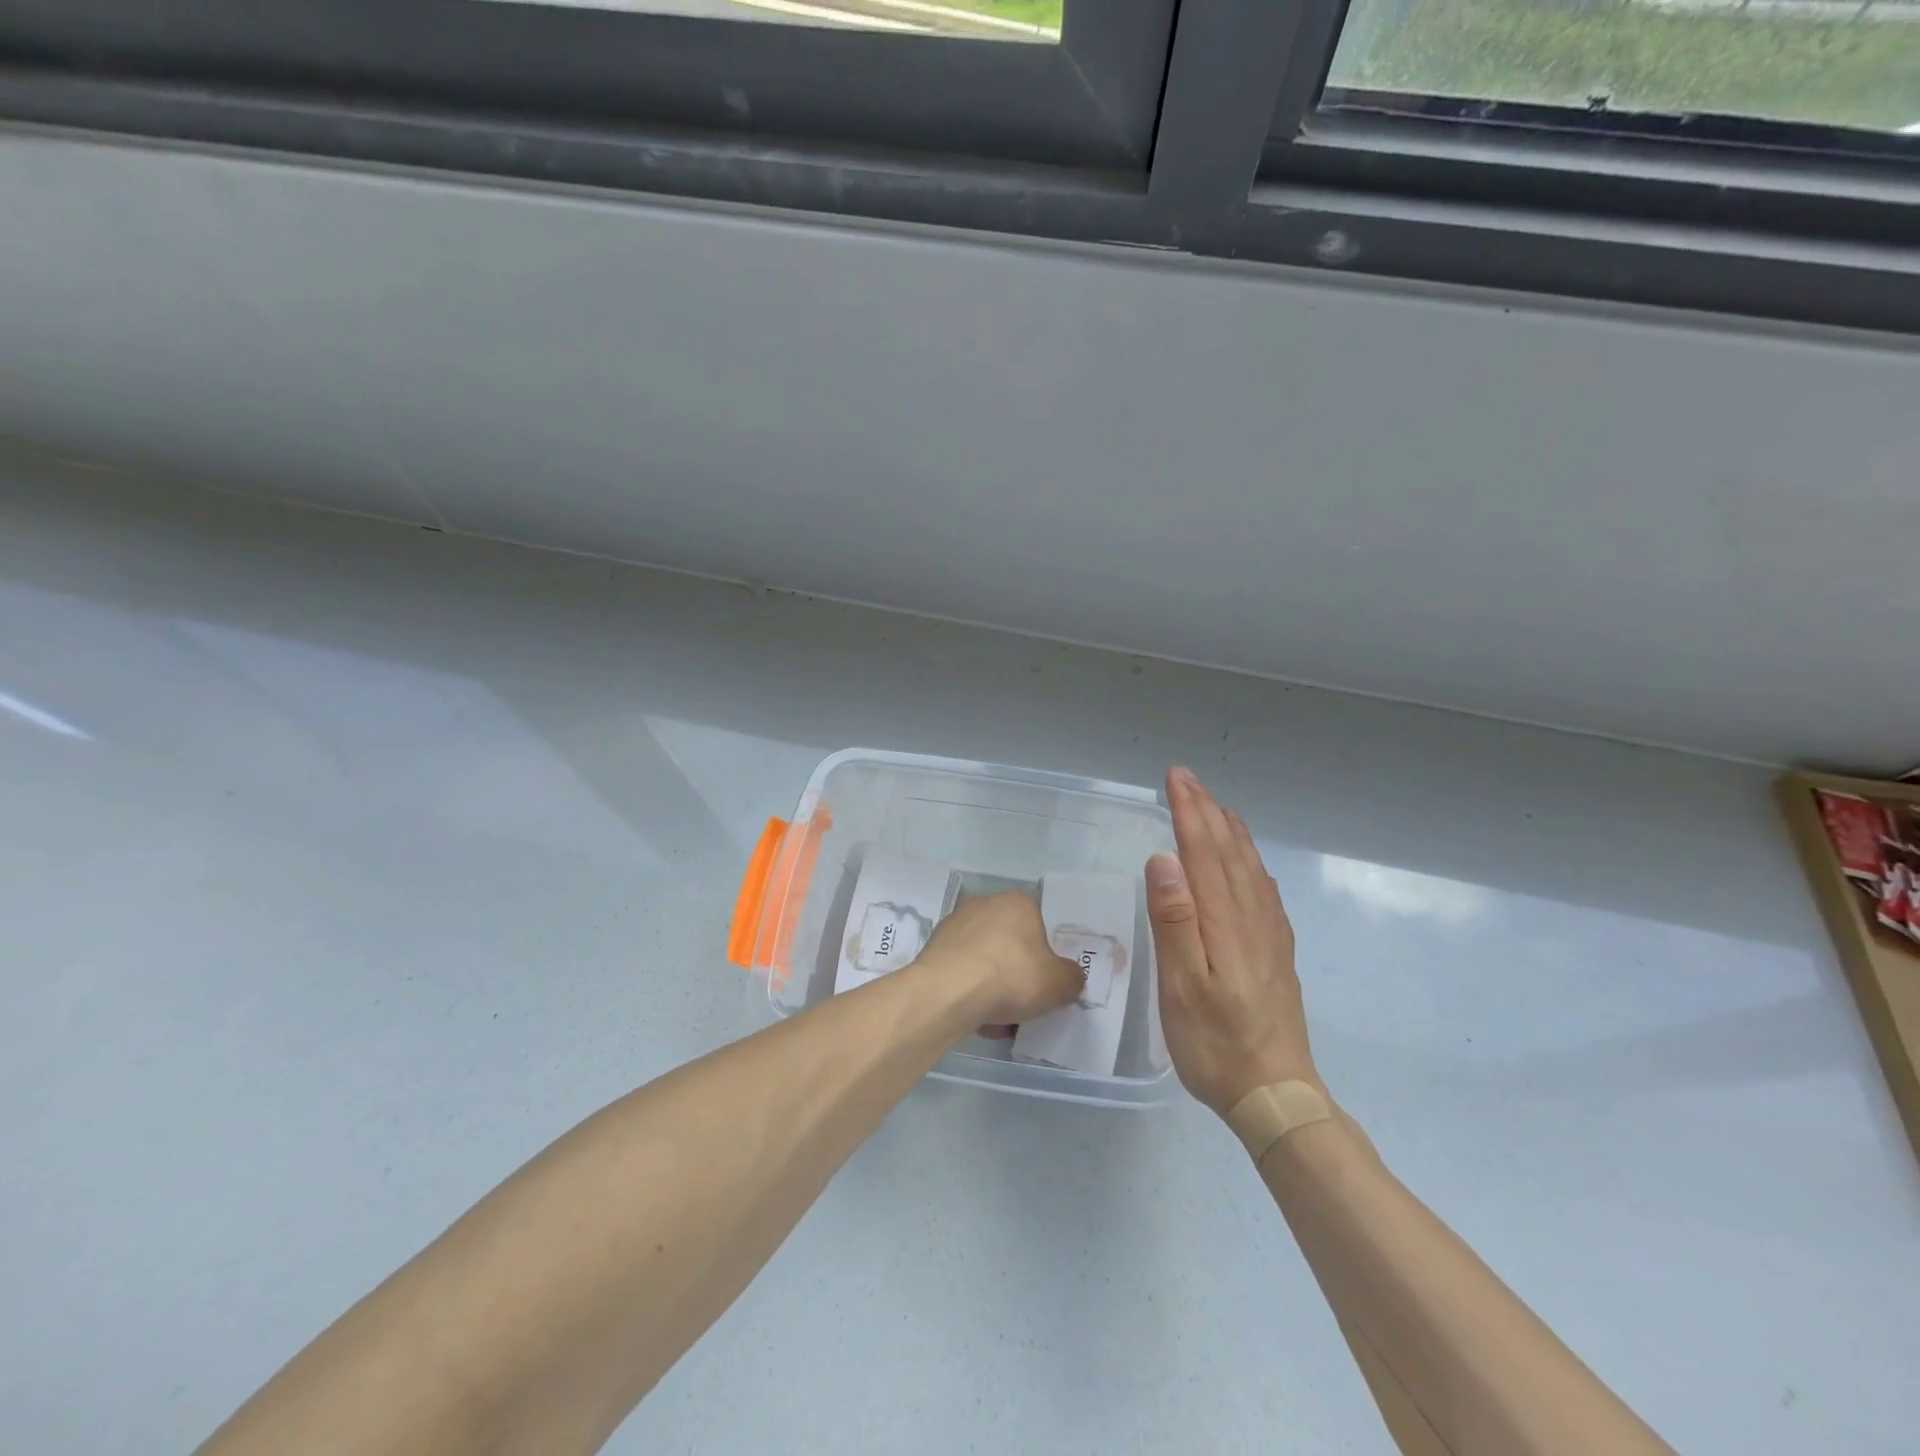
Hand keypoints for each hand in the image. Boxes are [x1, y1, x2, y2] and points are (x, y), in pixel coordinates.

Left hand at [918, 890, 1083, 1026]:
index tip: (1047, 978)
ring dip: (994, 983)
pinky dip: (971, 989)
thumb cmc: (1010, 977)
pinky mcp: (935, 946)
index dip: (1047, 953)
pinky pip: (963, 969)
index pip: (1041, 922)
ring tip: (1000, 1016)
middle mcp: (986, 904)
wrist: (947, 992)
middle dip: (1018, 970)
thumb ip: (1072, 977)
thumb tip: (1070, 976)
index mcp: (1019, 902)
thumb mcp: (1059, 983)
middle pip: (1012, 941)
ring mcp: (956, 923)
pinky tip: (976, 1014)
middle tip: (1026, 999)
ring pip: (986, 958)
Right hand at [1147, 767, 1320, 1116]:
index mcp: (1224, 923)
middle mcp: (1252, 919)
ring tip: (1216, 805)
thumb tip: (1165, 859)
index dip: (1188, 812)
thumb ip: (1174, 921)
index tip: (1174, 778)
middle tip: (1187, 778)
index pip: (1203, 852)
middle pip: (1228, 852)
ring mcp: (1269, 935)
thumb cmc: (1215, 1044)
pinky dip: (1251, 862)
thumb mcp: (1182, 988)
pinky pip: (1264, 891)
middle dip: (1206, 811)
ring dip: (1230, 831)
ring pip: (1249, 868)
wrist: (1276, 1094)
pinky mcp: (1276, 953)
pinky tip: (1248, 862)